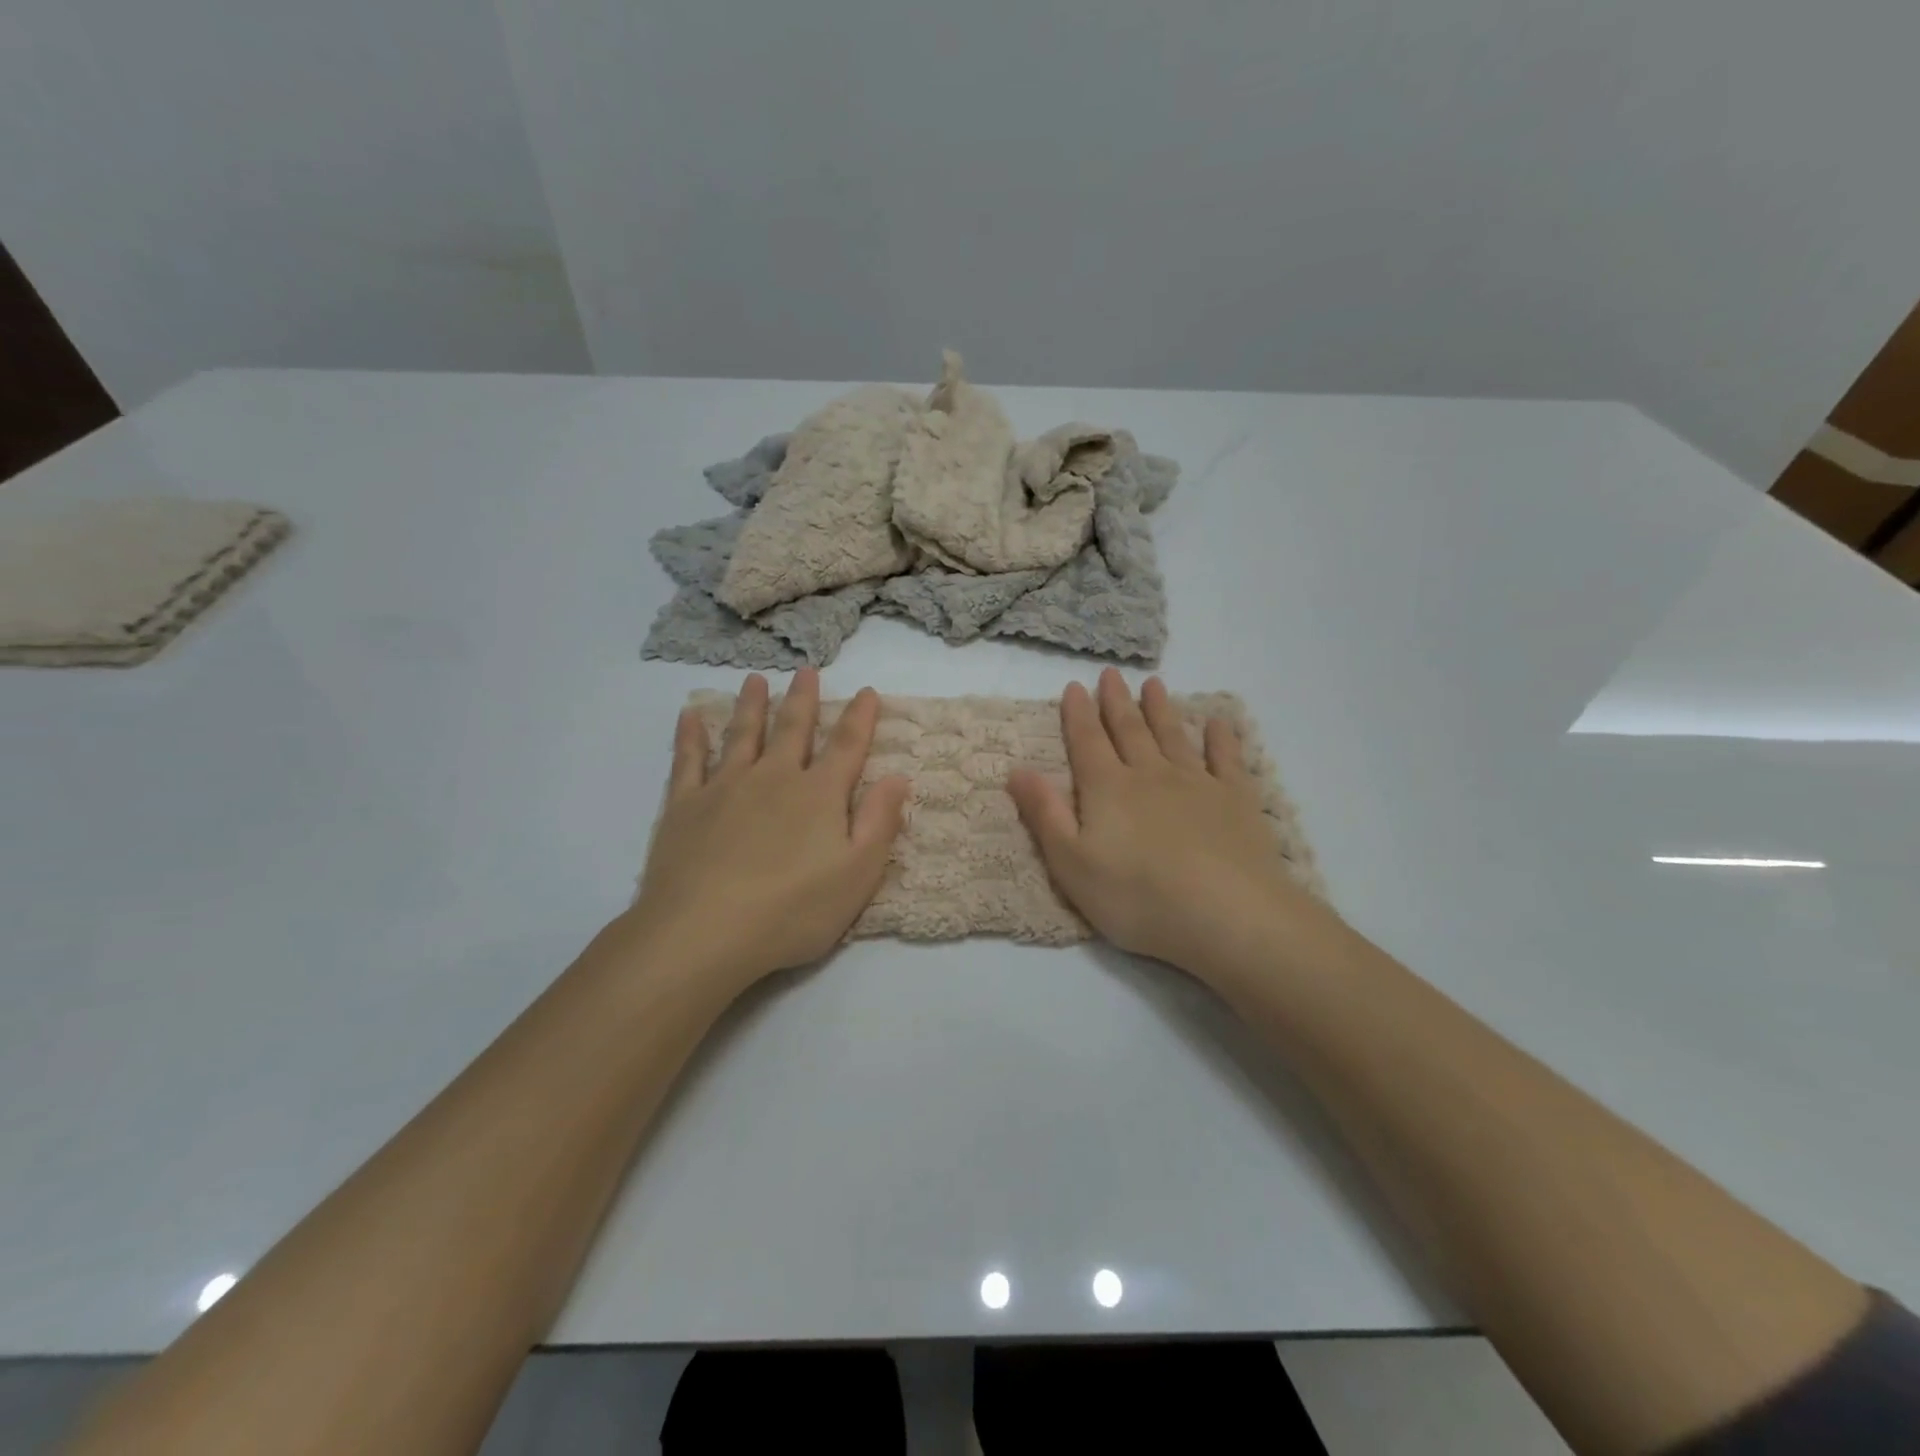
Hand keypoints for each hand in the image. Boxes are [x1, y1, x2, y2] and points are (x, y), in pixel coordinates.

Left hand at [623, 669, 909, 995]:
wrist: (703, 933)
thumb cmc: (792, 910)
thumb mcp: (857, 875)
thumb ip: (879, 822)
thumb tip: (897, 776)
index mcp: (819, 795)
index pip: (847, 746)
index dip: (860, 717)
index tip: (867, 691)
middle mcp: (774, 778)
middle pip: (792, 729)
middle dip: (803, 699)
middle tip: (807, 671)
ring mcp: (725, 787)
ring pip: (742, 735)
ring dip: (751, 705)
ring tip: (756, 680)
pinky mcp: (685, 806)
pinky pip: (688, 760)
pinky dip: (690, 735)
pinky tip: (689, 715)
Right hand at [1007, 669, 1325, 979]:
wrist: (1227, 914)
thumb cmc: (1137, 897)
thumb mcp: (1072, 864)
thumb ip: (1044, 814)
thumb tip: (1016, 770)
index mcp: (1107, 789)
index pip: (1087, 742)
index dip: (1077, 714)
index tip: (1074, 686)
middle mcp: (1150, 775)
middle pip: (1129, 730)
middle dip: (1116, 702)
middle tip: (1111, 674)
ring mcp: (1197, 783)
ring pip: (1173, 736)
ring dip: (1161, 709)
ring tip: (1154, 684)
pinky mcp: (1236, 800)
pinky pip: (1227, 759)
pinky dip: (1221, 738)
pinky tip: (1219, 723)